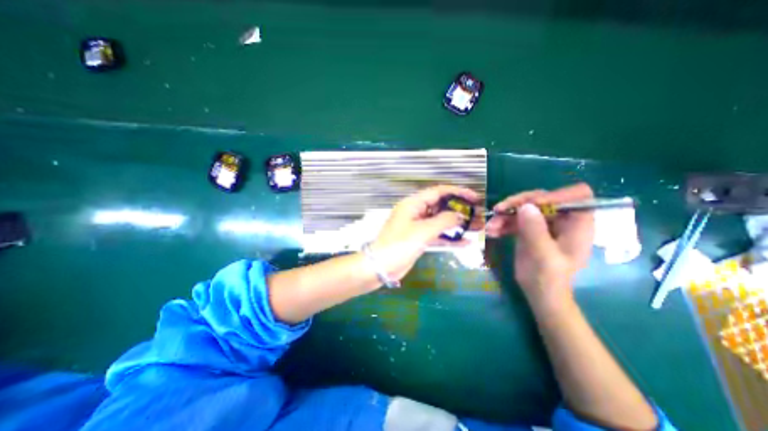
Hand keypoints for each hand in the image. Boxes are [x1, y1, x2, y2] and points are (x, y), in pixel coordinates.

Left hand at [369, 183, 478, 279]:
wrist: (381, 266)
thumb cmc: (399, 245)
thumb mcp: (422, 231)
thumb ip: (444, 221)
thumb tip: (461, 215)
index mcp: (413, 204)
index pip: (438, 192)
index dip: (457, 192)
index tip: (474, 197)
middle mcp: (416, 212)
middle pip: (441, 206)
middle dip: (460, 210)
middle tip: (478, 214)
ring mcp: (418, 226)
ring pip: (441, 222)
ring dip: (457, 225)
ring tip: (477, 228)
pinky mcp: (420, 239)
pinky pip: (437, 235)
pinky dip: (450, 238)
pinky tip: (465, 243)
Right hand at [484, 183, 592, 311]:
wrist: (539, 293)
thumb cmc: (549, 278)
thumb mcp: (543, 255)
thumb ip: (536, 230)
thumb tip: (525, 206)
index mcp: (577, 224)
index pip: (576, 195)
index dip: (554, 195)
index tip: (530, 204)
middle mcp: (562, 219)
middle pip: (542, 198)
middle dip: (518, 203)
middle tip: (499, 210)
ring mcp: (543, 223)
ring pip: (524, 207)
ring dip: (505, 215)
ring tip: (490, 226)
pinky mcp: (529, 228)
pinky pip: (515, 218)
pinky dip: (502, 223)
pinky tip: (492, 231)